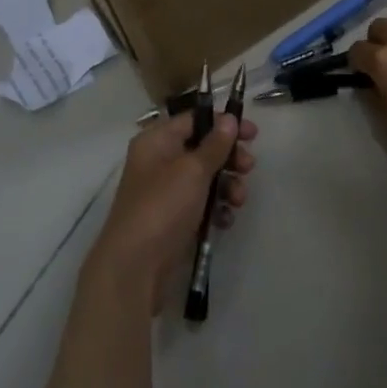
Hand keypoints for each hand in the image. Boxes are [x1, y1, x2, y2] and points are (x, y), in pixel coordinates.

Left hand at [86, 110, 258, 312]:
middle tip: (248, 167)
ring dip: (227, 185)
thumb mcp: (193, 170)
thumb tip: (229, 119)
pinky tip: (225, 220)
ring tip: (237, 200)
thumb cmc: (163, 207)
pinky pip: (201, 204)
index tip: (252, 134)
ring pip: (205, 178)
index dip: (223, 123)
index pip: (194, 120)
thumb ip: (215, 144)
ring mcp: (165, 192)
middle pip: (202, 149)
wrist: (134, 268)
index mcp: (156, 141)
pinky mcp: (173, 219)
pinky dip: (215, 208)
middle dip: (228, 158)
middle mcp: (159, 162)